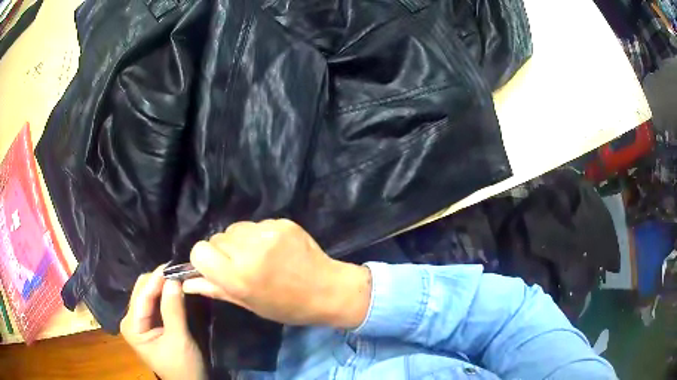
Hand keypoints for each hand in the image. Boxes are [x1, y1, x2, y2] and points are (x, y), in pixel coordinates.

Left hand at [120, 265, 205, 379]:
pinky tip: (175, 288)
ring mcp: (139, 320)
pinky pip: (154, 301)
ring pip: (148, 293)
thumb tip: (174, 279)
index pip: (142, 295)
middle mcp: (130, 320)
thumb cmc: (183, 367)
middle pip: (142, 291)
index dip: (157, 279)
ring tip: (179, 276)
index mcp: (132, 326)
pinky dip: (164, 293)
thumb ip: (174, 310)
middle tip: (180, 271)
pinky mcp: (148, 322)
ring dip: (163, 285)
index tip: (174, 265)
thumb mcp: (179, 340)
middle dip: (160, 280)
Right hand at [183, 219, 371, 328]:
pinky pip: (255, 224)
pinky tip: (273, 249)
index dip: (203, 260)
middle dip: (223, 252)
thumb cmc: (287, 306)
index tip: (216, 268)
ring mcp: (268, 232)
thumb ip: (215, 289)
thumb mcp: (249, 304)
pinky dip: (257, 235)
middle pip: (216, 238)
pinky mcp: (282, 222)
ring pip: (234, 229)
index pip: (199, 251)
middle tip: (242, 266)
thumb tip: (186, 282)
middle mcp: (250, 250)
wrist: (328, 290)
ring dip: (239, 242)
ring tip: (259, 257)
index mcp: (239, 276)